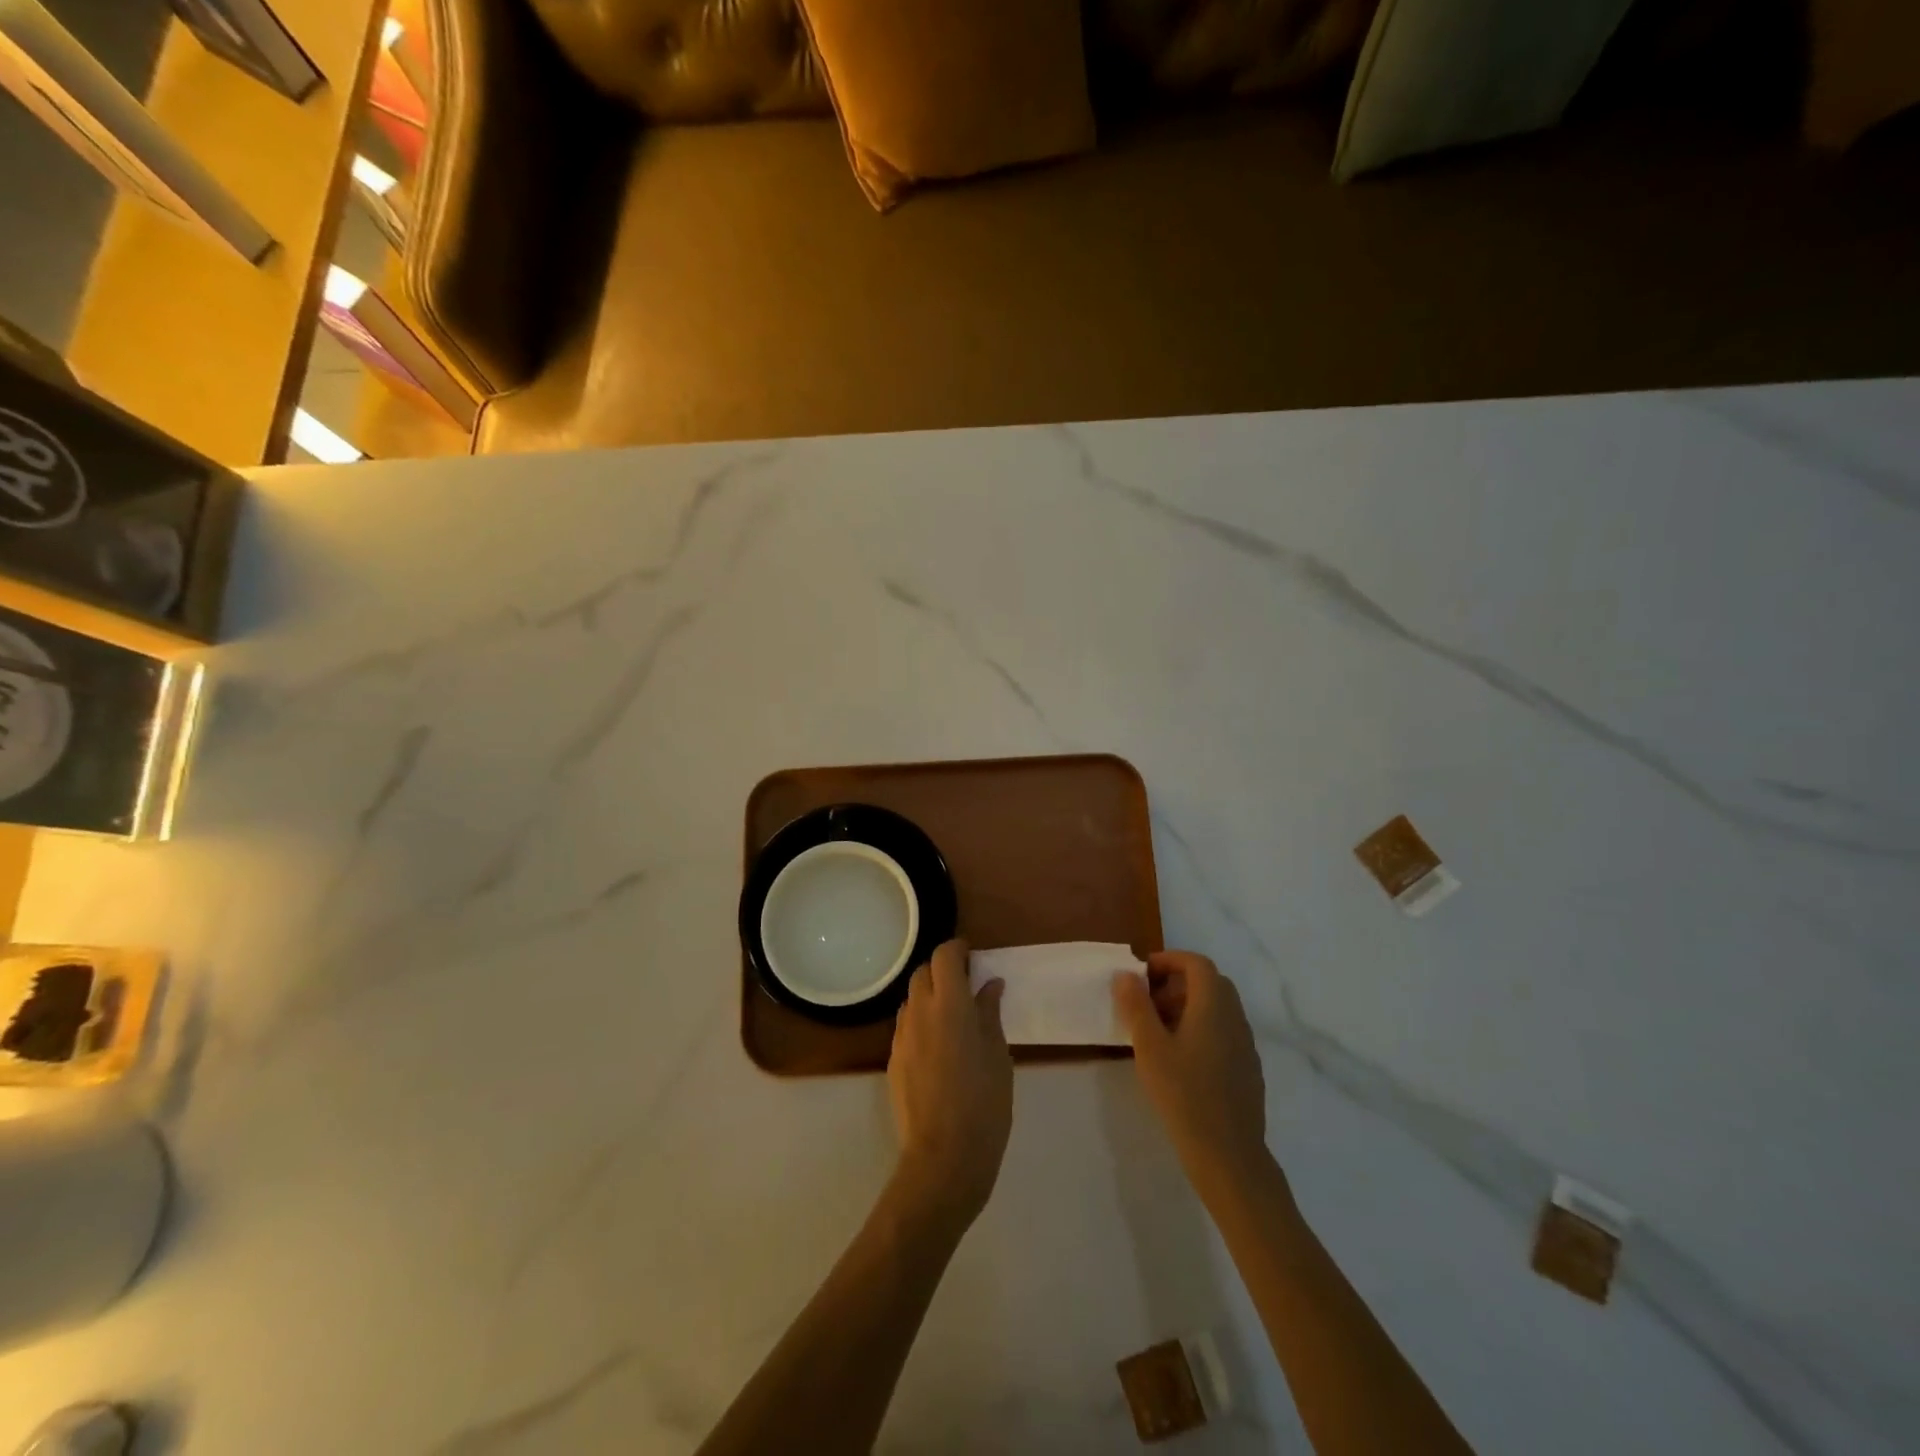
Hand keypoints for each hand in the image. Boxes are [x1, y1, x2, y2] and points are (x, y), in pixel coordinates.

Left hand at [887, 939, 1012, 1227]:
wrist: (943, 1157)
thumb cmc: (984, 1104)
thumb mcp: (998, 1056)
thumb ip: (989, 1014)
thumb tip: (989, 984)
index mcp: (950, 1005)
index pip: (944, 956)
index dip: (957, 949)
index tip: (973, 956)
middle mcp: (919, 1012)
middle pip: (923, 972)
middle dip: (942, 970)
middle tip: (967, 985)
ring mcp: (901, 1036)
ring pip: (911, 999)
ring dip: (930, 996)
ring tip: (953, 1017)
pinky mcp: (893, 1059)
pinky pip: (906, 1025)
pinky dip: (921, 1020)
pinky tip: (939, 1046)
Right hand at [1114, 951, 1270, 1189]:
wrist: (1229, 1155)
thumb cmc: (1184, 1094)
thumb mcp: (1149, 1047)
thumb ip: (1136, 1006)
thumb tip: (1127, 974)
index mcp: (1214, 1005)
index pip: (1196, 963)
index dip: (1169, 960)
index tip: (1142, 974)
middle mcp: (1235, 1018)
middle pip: (1209, 983)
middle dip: (1176, 983)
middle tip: (1147, 1002)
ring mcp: (1246, 1045)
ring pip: (1217, 1009)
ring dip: (1188, 1007)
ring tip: (1157, 1031)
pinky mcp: (1248, 1069)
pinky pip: (1224, 1032)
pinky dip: (1201, 1029)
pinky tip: (1180, 1059)